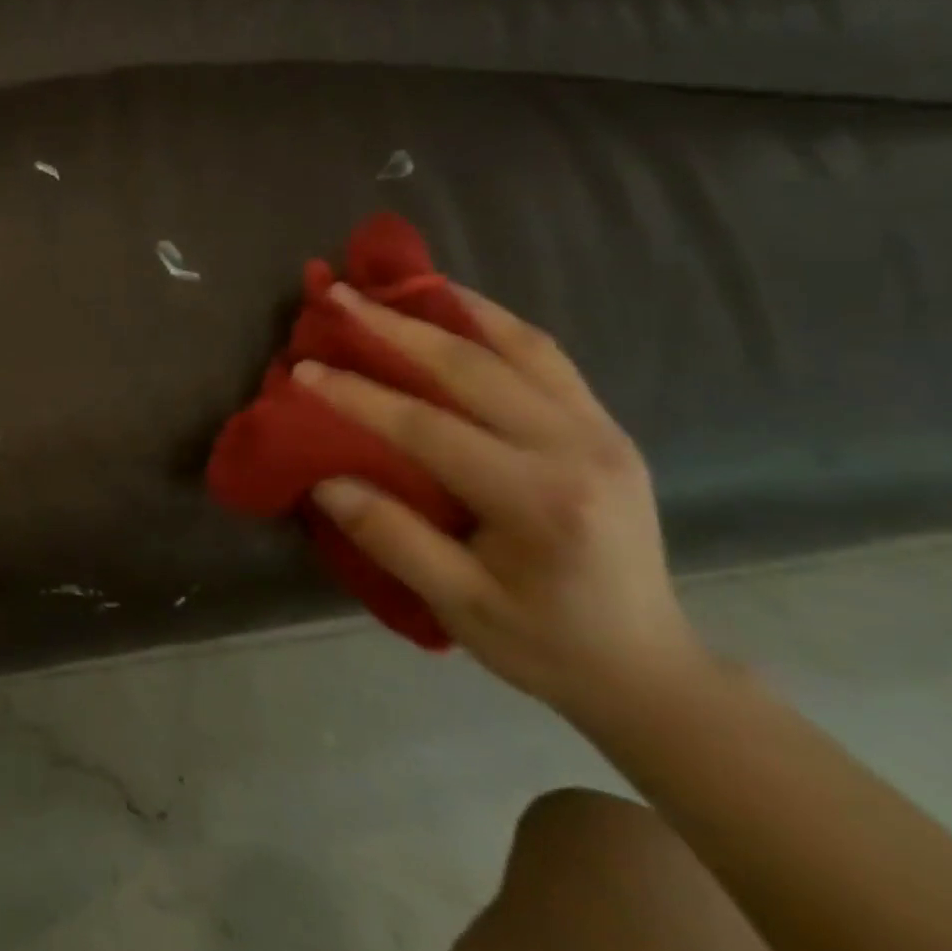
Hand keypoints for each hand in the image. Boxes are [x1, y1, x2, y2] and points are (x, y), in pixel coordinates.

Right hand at [292, 283, 709, 720]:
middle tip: (339, 295)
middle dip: (396, 327)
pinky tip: (459, 308)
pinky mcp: (605, 425)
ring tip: (397, 284)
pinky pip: (547, 357)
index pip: (429, 429)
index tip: (304, 368)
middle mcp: (577, 448)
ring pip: (519, 346)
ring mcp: (600, 430)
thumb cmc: (544, 643)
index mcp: (539, 500)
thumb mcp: (459, 605)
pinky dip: (497, 323)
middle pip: (473, 368)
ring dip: (450, 309)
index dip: (359, 395)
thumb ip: (392, 538)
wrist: (647, 666)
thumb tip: (325, 480)